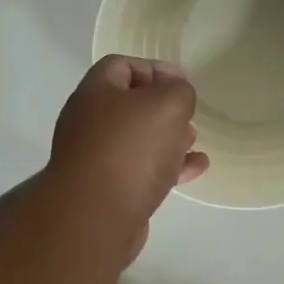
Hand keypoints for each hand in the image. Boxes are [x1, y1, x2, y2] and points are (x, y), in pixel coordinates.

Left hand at [50, 56, 208, 238]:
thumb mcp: (166, 104)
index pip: (121, 65)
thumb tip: (175, 91)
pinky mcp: (107, 192)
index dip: (154, 68)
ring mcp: (95, 159)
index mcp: (95, 92)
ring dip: (167, 138)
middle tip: (188, 115)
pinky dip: (168, 167)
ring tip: (193, 140)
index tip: (182, 83)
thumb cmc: (131, 149)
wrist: (95, 218)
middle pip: (128, 105)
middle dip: (162, 107)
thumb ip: (178, 90)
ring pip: (136, 140)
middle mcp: (89, 122)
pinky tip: (195, 169)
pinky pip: (140, 171)